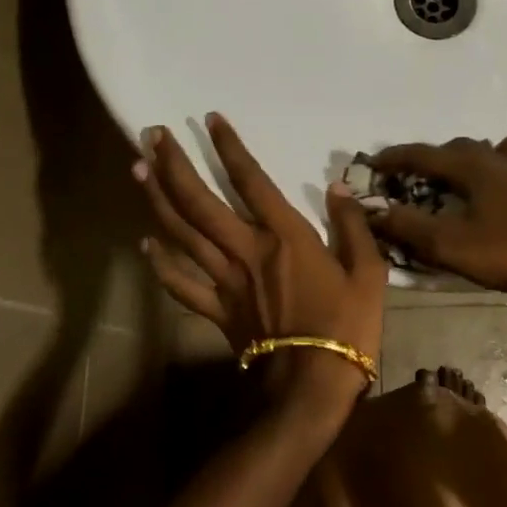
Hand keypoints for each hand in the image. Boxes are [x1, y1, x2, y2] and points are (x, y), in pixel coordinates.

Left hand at [136, 114, 386, 405]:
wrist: (313, 387)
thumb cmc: (347, 325)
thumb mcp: (368, 271)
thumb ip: (352, 224)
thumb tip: (337, 186)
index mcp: (284, 236)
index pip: (251, 180)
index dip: (229, 147)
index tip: (210, 119)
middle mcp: (246, 250)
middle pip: (200, 202)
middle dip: (174, 165)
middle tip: (152, 134)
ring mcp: (226, 281)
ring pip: (183, 234)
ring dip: (158, 200)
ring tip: (138, 169)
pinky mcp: (217, 310)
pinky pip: (181, 285)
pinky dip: (160, 264)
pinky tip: (144, 243)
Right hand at [367, 134, 506, 292]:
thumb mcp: (452, 246)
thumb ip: (409, 226)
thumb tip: (372, 210)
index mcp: (474, 168)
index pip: (424, 155)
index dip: (397, 157)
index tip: (375, 162)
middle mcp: (506, 157)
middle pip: (466, 147)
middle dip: (444, 158)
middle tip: (432, 177)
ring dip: (496, 156)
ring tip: (491, 176)